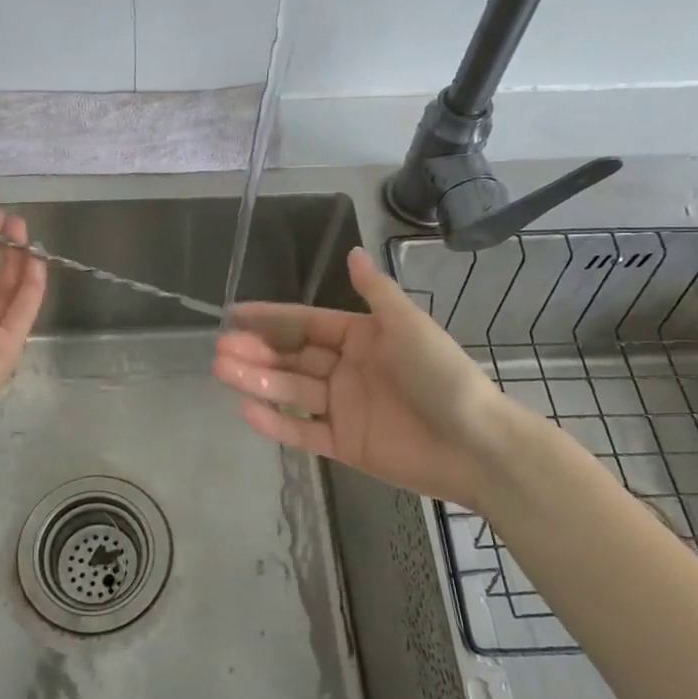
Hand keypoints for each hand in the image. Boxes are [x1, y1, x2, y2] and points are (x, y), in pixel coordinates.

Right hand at [213, 246, 530, 507]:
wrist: (476, 445)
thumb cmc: (442, 376)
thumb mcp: (408, 326)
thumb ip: (375, 293)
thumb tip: (351, 252)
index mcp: (361, 337)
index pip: (305, 324)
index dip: (270, 318)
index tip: (235, 314)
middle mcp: (346, 369)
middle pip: (292, 358)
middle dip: (256, 352)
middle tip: (221, 350)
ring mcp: (343, 408)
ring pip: (291, 391)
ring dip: (257, 381)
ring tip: (223, 372)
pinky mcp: (344, 444)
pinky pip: (302, 431)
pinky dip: (275, 423)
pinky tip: (246, 410)